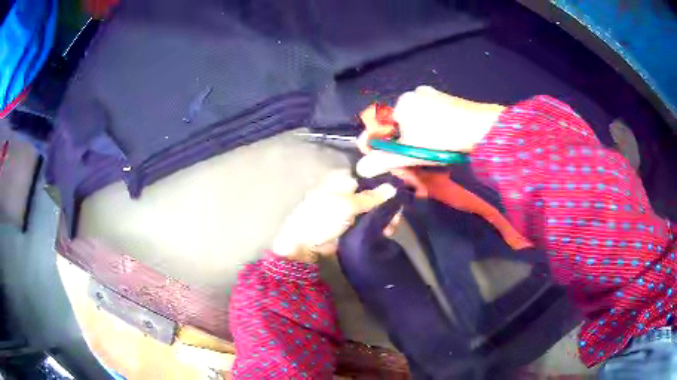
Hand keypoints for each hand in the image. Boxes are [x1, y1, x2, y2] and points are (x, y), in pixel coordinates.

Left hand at [272, 171, 398, 261]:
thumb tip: (393, 187)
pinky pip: (368, 223)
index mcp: (342, 180)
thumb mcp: (347, 205)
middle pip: (373, 194)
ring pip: (373, 209)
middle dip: (386, 205)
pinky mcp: (350, 225)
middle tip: (396, 217)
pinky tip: (386, 232)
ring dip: (384, 217)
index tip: (399, 194)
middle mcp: (347, 192)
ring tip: (392, 228)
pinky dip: (378, 226)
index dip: (384, 184)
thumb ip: (371, 197)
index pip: (369, 177)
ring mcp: (348, 210)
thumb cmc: (322, 218)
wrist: (304, 245)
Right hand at [356, 86, 504, 177]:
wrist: (485, 129)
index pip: (380, 126)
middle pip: (398, 125)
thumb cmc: (444, 138)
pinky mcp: (448, 101)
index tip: (380, 160)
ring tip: (425, 156)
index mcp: (402, 103)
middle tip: (408, 164)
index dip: (377, 145)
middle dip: (399, 146)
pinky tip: (438, 144)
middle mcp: (414, 95)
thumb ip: (385, 159)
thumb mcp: (412, 152)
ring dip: (414, 141)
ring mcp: (433, 96)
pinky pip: (429, 118)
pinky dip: (428, 133)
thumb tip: (362, 168)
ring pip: (414, 123)